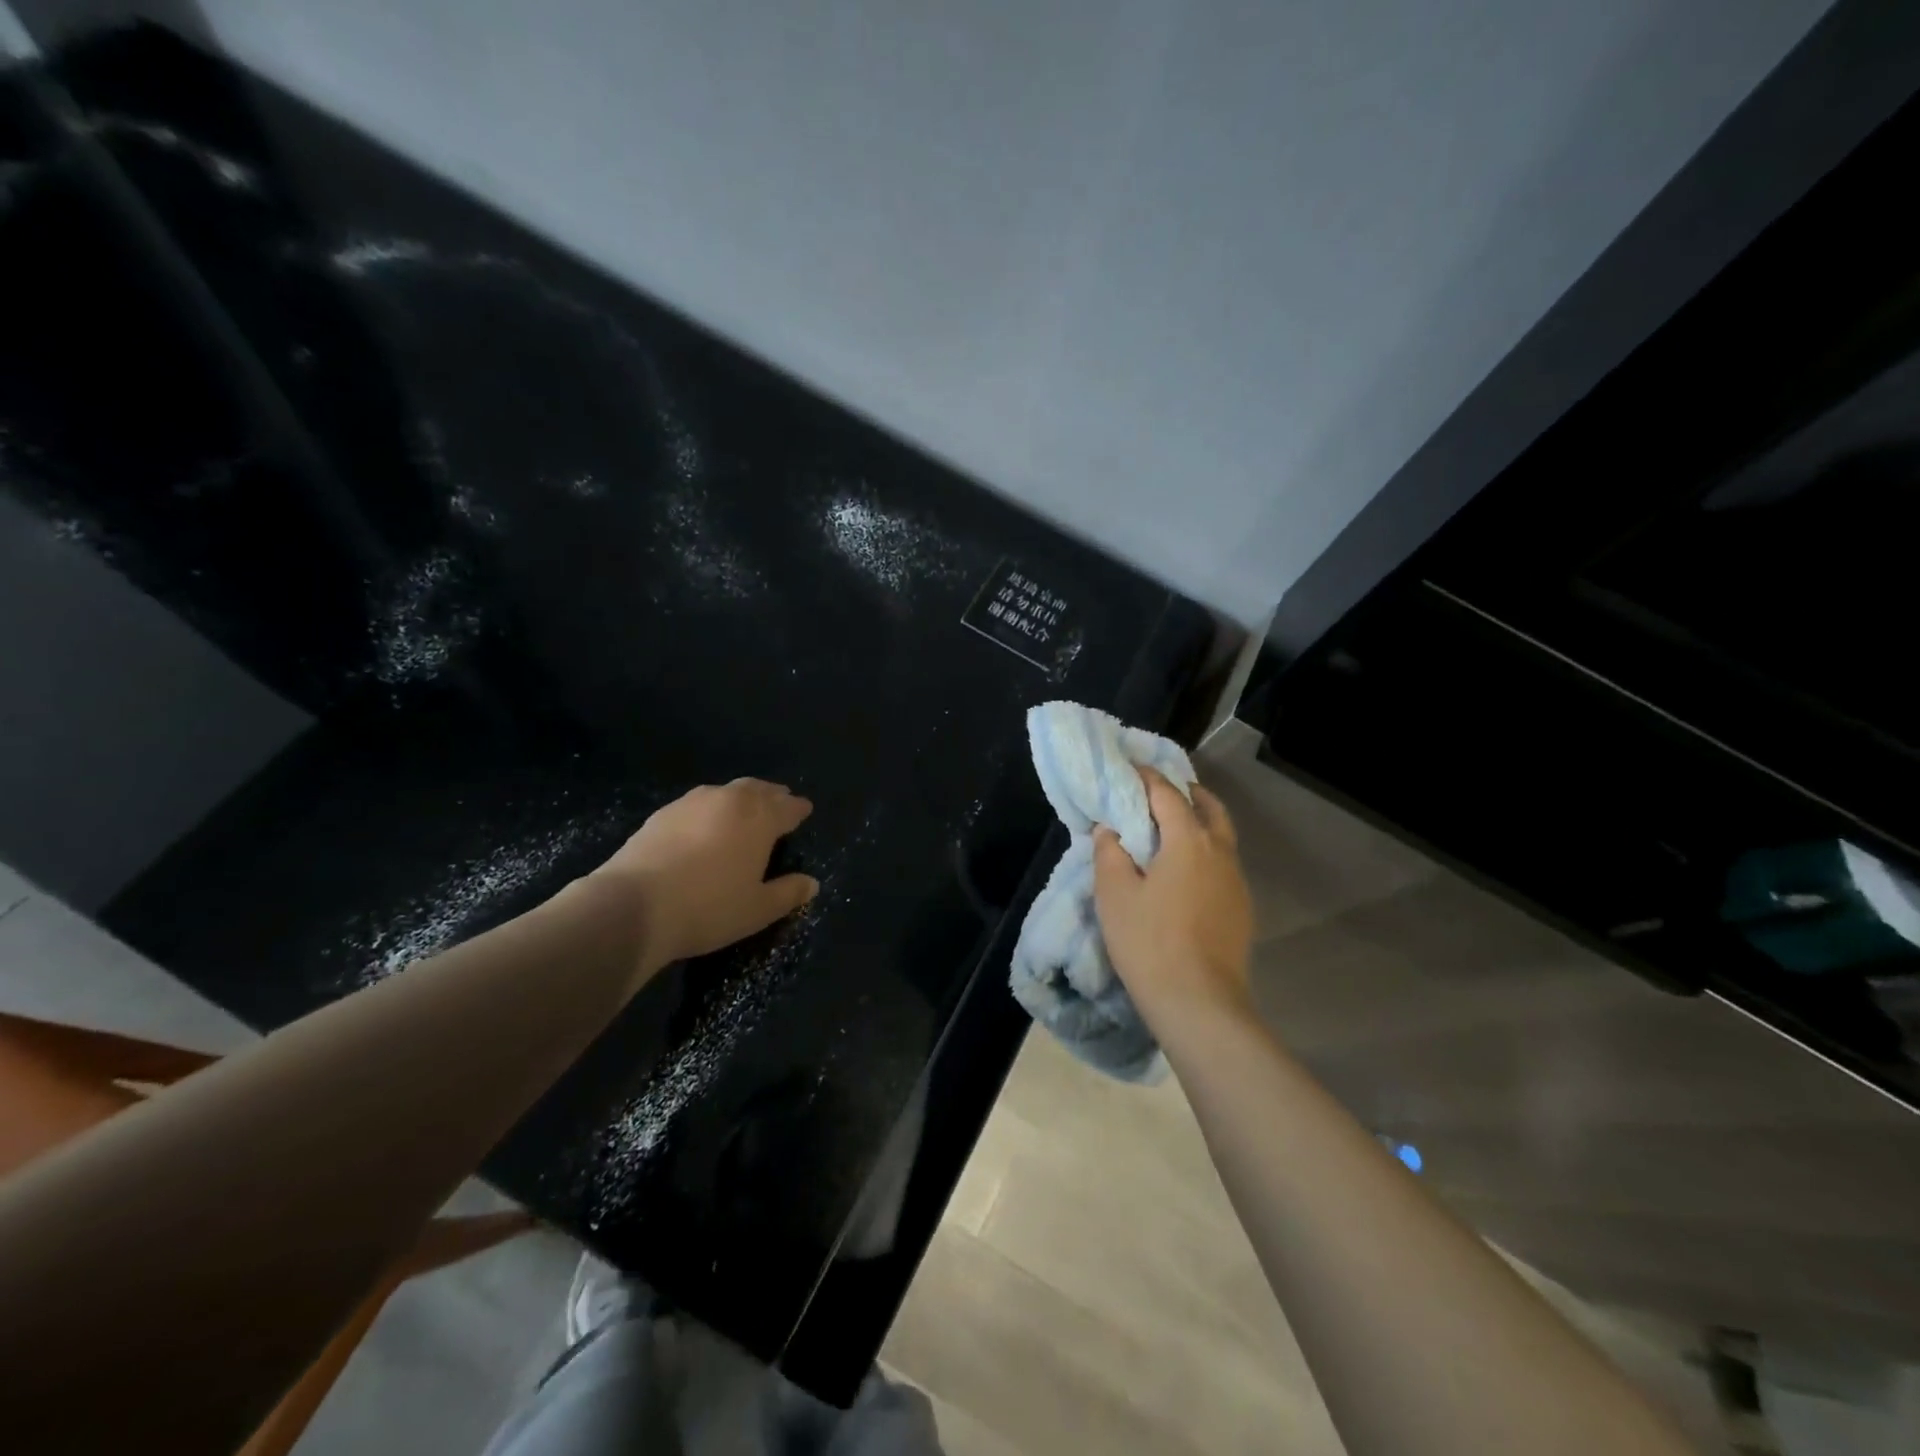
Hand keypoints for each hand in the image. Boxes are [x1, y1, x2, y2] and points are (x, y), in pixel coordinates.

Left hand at [588, 778, 817, 976]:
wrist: (633, 906)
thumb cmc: (709, 908)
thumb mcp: (758, 909)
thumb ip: (788, 893)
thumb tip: (812, 883)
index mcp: (760, 818)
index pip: (788, 807)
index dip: (799, 809)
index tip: (805, 810)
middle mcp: (729, 801)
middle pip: (758, 790)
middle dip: (772, 795)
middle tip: (780, 801)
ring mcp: (692, 803)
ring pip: (726, 791)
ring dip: (741, 797)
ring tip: (744, 810)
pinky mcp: (662, 813)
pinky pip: (698, 803)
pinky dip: (711, 808)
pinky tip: (705, 824)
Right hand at [1093, 766, 1253, 1021]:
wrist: (1200, 1003)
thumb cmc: (1149, 942)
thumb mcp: (1114, 894)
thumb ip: (1110, 852)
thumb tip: (1111, 829)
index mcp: (1189, 841)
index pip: (1167, 794)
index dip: (1147, 777)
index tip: (1129, 768)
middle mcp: (1220, 852)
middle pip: (1208, 807)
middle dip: (1184, 792)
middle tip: (1157, 792)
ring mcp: (1236, 881)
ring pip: (1220, 835)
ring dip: (1198, 821)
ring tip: (1169, 829)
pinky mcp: (1241, 907)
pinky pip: (1223, 863)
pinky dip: (1204, 851)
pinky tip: (1184, 872)